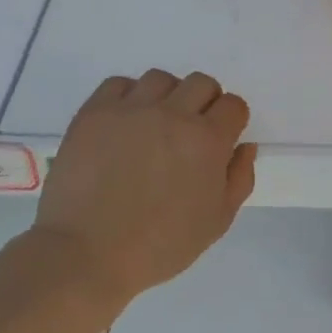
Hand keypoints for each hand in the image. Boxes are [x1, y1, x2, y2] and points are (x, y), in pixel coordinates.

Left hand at [31, 69, 256, 306]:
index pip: (233, 105)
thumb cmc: (158, 246)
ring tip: (153, 126)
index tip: (220, 139)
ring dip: (165, 98)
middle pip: (201, 83)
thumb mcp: (215, 223)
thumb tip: (244, 145)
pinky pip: (119, 84)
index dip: (231, 121)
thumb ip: (238, 179)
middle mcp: (172, 113)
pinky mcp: (95, 111)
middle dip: (203, 104)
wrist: (87, 253)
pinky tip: (123, 124)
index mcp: (206, 140)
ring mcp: (131, 108)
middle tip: (188, 133)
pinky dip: (127, 97)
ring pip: (160, 79)